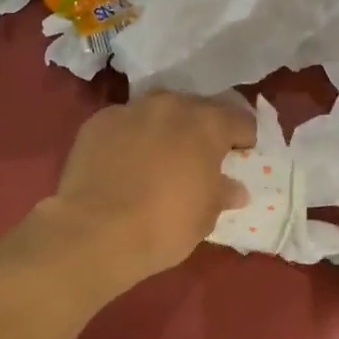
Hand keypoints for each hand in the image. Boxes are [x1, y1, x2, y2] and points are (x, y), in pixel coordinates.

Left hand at [43, 91, 255, 287]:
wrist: (95, 232)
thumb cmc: (164, 226)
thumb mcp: (205, 217)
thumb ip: (222, 194)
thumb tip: (234, 189)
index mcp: (207, 124)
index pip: (240, 120)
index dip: (244, 138)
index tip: (240, 156)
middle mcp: (170, 106)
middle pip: (196, 109)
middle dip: (202, 129)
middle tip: (198, 158)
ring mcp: (130, 110)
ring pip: (157, 111)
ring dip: (165, 128)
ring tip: (160, 156)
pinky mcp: (97, 123)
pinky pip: (124, 124)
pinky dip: (130, 137)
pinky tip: (124, 163)